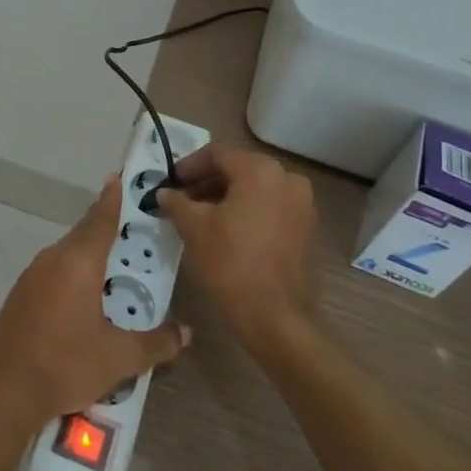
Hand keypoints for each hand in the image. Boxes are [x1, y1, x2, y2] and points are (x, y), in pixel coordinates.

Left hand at [0, 176, 189, 437]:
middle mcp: (53, 259)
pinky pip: (55, 270)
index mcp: (78, 263)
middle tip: (135, 226)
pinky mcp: (20, 294)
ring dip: (91, 253)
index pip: (101, 219)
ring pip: (68, 253)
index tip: (121, 176)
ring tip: (117, 264)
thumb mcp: (118, 359)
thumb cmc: (64, 365)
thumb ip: (156, 343)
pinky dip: (74, 272)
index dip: (113, 197)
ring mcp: (32, 275)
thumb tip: (186, 332)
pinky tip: (87, 295)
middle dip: (108, 226)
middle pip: (85, 233)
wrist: (1, 391)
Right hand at [157, 144, 317, 351]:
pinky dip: (246, 209)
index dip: (188, 166)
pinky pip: (270, 205)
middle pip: (238, 168)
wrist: (274, 315)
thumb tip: (165, 193)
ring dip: (226, 195)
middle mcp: (287, 178)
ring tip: (199, 214)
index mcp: (260, 171)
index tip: (169, 181)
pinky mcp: (305, 226)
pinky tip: (225, 228)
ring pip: (255, 187)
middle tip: (181, 198)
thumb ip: (176, 202)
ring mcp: (301, 203)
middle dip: (207, 181)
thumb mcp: (193, 227)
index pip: (217, 154)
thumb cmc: (230, 263)